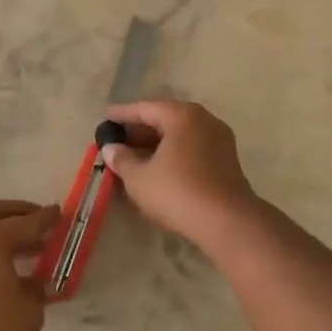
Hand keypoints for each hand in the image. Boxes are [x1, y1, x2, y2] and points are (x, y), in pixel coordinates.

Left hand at [0, 199, 59, 330]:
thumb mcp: (30, 307)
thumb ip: (36, 287)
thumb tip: (35, 283)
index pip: (25, 222)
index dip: (45, 218)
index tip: (58, 212)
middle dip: (17, 213)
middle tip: (38, 221)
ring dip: (1, 231)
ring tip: (29, 248)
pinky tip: (7, 268)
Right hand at [101, 99, 258, 244]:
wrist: (227, 222)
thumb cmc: (177, 192)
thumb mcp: (139, 177)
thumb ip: (121, 159)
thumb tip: (110, 149)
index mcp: (182, 116)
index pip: (145, 108)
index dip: (121, 114)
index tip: (104, 118)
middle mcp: (204, 120)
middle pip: (164, 118)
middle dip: (139, 129)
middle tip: (116, 139)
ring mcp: (219, 140)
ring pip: (179, 135)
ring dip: (155, 143)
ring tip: (132, 155)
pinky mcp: (225, 160)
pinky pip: (191, 148)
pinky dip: (171, 153)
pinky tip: (156, 168)